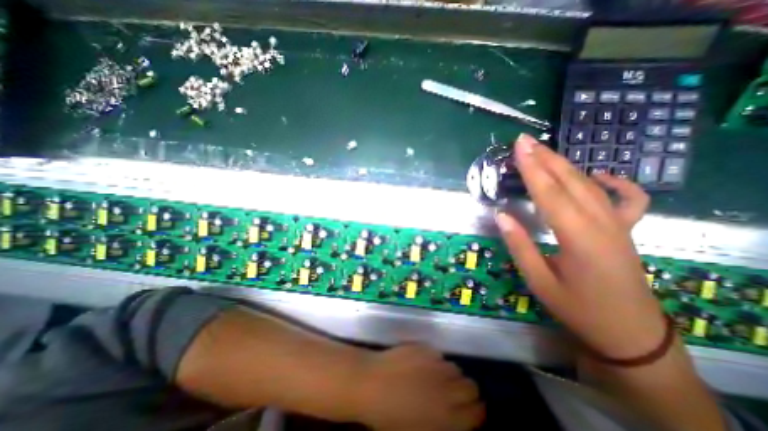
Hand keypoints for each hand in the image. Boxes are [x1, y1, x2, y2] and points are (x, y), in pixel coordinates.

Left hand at [350, 345, 480, 430]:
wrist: (370, 383)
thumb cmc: (388, 417)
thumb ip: (442, 426)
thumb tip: (454, 418)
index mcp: (447, 417)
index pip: (477, 412)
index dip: (476, 411)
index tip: (471, 410)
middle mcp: (446, 389)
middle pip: (471, 386)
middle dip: (466, 391)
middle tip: (452, 393)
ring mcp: (435, 365)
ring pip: (454, 368)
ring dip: (449, 375)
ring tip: (435, 377)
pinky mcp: (424, 348)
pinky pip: (438, 355)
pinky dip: (434, 361)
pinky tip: (421, 364)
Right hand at [495, 135, 662, 360]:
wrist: (629, 333)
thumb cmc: (578, 308)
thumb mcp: (539, 282)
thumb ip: (520, 246)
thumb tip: (502, 216)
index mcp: (577, 237)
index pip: (549, 193)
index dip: (531, 168)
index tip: (519, 148)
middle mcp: (601, 224)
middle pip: (570, 181)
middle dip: (545, 158)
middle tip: (525, 141)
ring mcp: (618, 225)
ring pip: (590, 185)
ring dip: (565, 165)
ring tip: (544, 151)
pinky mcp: (625, 230)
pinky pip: (626, 198)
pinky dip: (614, 182)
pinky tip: (598, 175)